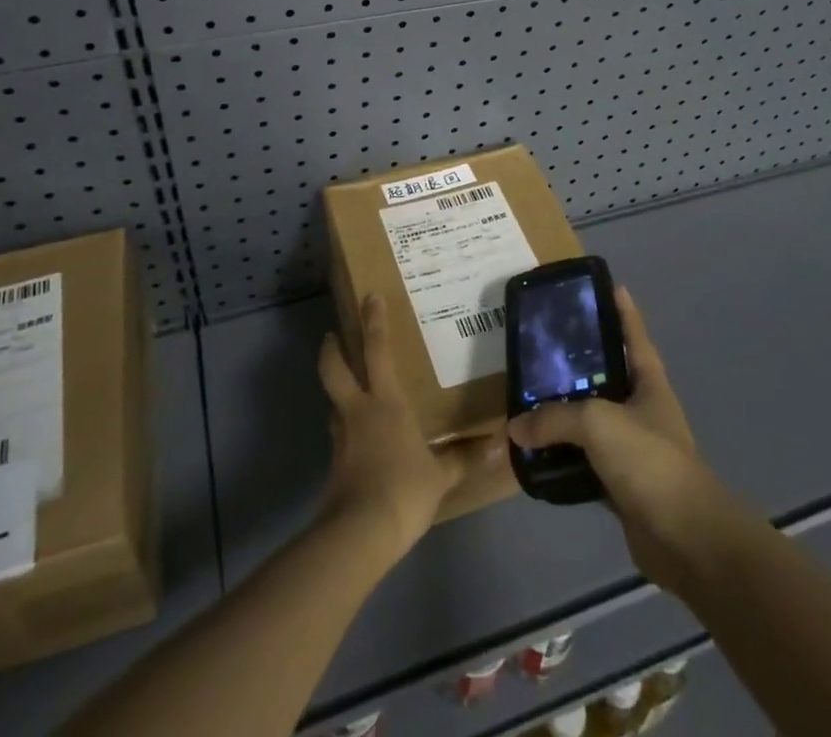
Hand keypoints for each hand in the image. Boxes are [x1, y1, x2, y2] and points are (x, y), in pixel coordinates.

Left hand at [318, 293, 504, 562]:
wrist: (359, 533)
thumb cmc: (403, 490)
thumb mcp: (440, 475)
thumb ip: (464, 458)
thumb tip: (498, 445)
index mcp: (385, 402)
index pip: (376, 351)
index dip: (373, 322)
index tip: (369, 297)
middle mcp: (358, 410)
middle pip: (335, 368)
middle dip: (332, 348)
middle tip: (332, 334)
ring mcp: (342, 437)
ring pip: (334, 401)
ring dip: (338, 389)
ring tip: (351, 388)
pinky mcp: (335, 464)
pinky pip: (340, 433)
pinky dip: (346, 427)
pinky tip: (359, 437)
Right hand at [507, 287, 718, 587]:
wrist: (685, 538)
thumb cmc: (649, 460)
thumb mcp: (597, 422)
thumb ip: (554, 418)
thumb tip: (516, 427)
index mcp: (648, 382)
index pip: (634, 335)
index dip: (623, 309)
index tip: (607, 285)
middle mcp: (642, 409)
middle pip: (608, 375)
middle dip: (580, 361)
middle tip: (542, 345)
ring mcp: (634, 449)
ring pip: (593, 421)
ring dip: (566, 413)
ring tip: (529, 396)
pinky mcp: (622, 485)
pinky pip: (586, 461)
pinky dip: (564, 457)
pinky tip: (537, 452)